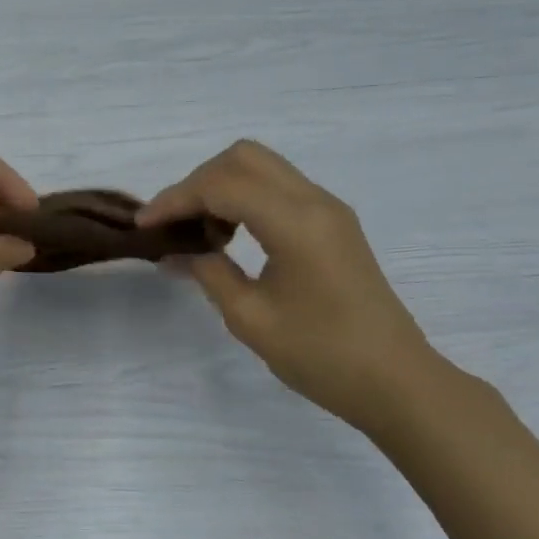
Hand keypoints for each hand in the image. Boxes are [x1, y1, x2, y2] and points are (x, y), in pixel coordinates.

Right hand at [141, 141, 437, 433]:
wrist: (395, 381)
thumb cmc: (321, 356)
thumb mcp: (251, 319)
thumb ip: (209, 274)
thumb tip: (175, 253)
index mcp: (295, 223)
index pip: (222, 185)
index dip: (175, 199)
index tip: (144, 225)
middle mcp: (314, 201)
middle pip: (243, 158)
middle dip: (198, 183)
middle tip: (175, 224)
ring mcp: (328, 209)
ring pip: (262, 168)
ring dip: (222, 188)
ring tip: (202, 235)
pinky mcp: (334, 223)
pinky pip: (279, 189)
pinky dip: (245, 199)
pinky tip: (232, 238)